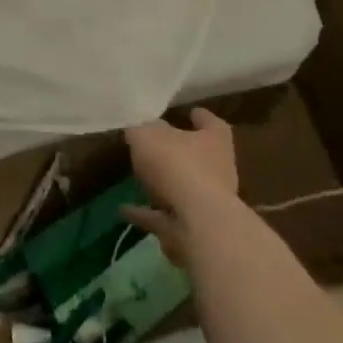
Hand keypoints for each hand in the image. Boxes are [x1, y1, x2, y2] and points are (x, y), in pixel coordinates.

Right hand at [122, 107, 240, 263]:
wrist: (198, 226)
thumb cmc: (177, 166)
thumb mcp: (147, 135)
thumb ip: (141, 129)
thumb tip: (140, 126)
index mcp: (214, 142)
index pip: (212, 124)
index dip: (200, 118)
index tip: (190, 113)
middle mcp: (218, 171)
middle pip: (199, 157)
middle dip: (179, 153)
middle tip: (155, 146)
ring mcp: (209, 204)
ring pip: (184, 189)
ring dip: (163, 186)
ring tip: (136, 180)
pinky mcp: (195, 230)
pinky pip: (166, 217)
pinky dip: (147, 213)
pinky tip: (124, 210)